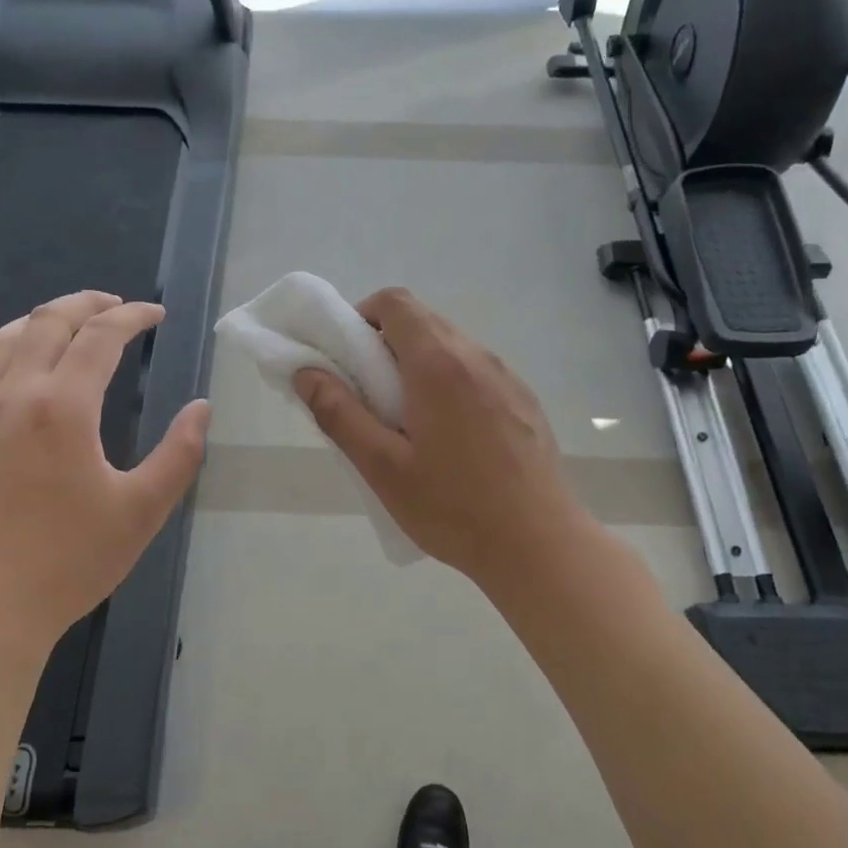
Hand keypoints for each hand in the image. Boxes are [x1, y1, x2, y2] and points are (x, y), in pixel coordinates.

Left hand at [0, 291, 210, 676]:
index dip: (132, 317)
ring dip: (42, 319)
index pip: (100, 336)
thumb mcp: (142, 511)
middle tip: (119, 305)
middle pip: (47, 322)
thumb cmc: (67, 563)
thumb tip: (201, 409)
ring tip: (70, 322)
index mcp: (62, 406)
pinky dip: (7, 352)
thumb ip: (178, 454)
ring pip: (4, 339)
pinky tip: (21, 371)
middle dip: (87, 303)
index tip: (157, 314)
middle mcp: (14, 396)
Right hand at [293, 287, 587, 585]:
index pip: (396, 302)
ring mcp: (507, 377)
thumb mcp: (382, 467)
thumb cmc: (453, 507)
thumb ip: (339, 414)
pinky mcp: (525, 401)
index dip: (363, 316)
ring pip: (452, 347)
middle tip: (370, 396)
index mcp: (438, 364)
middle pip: (424, 321)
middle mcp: (477, 357)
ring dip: (420, 365)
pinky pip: (477, 372)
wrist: (540, 545)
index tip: (349, 357)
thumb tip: (307, 373)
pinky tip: (452, 439)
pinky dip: (451, 383)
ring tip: (409, 423)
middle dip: (387, 344)